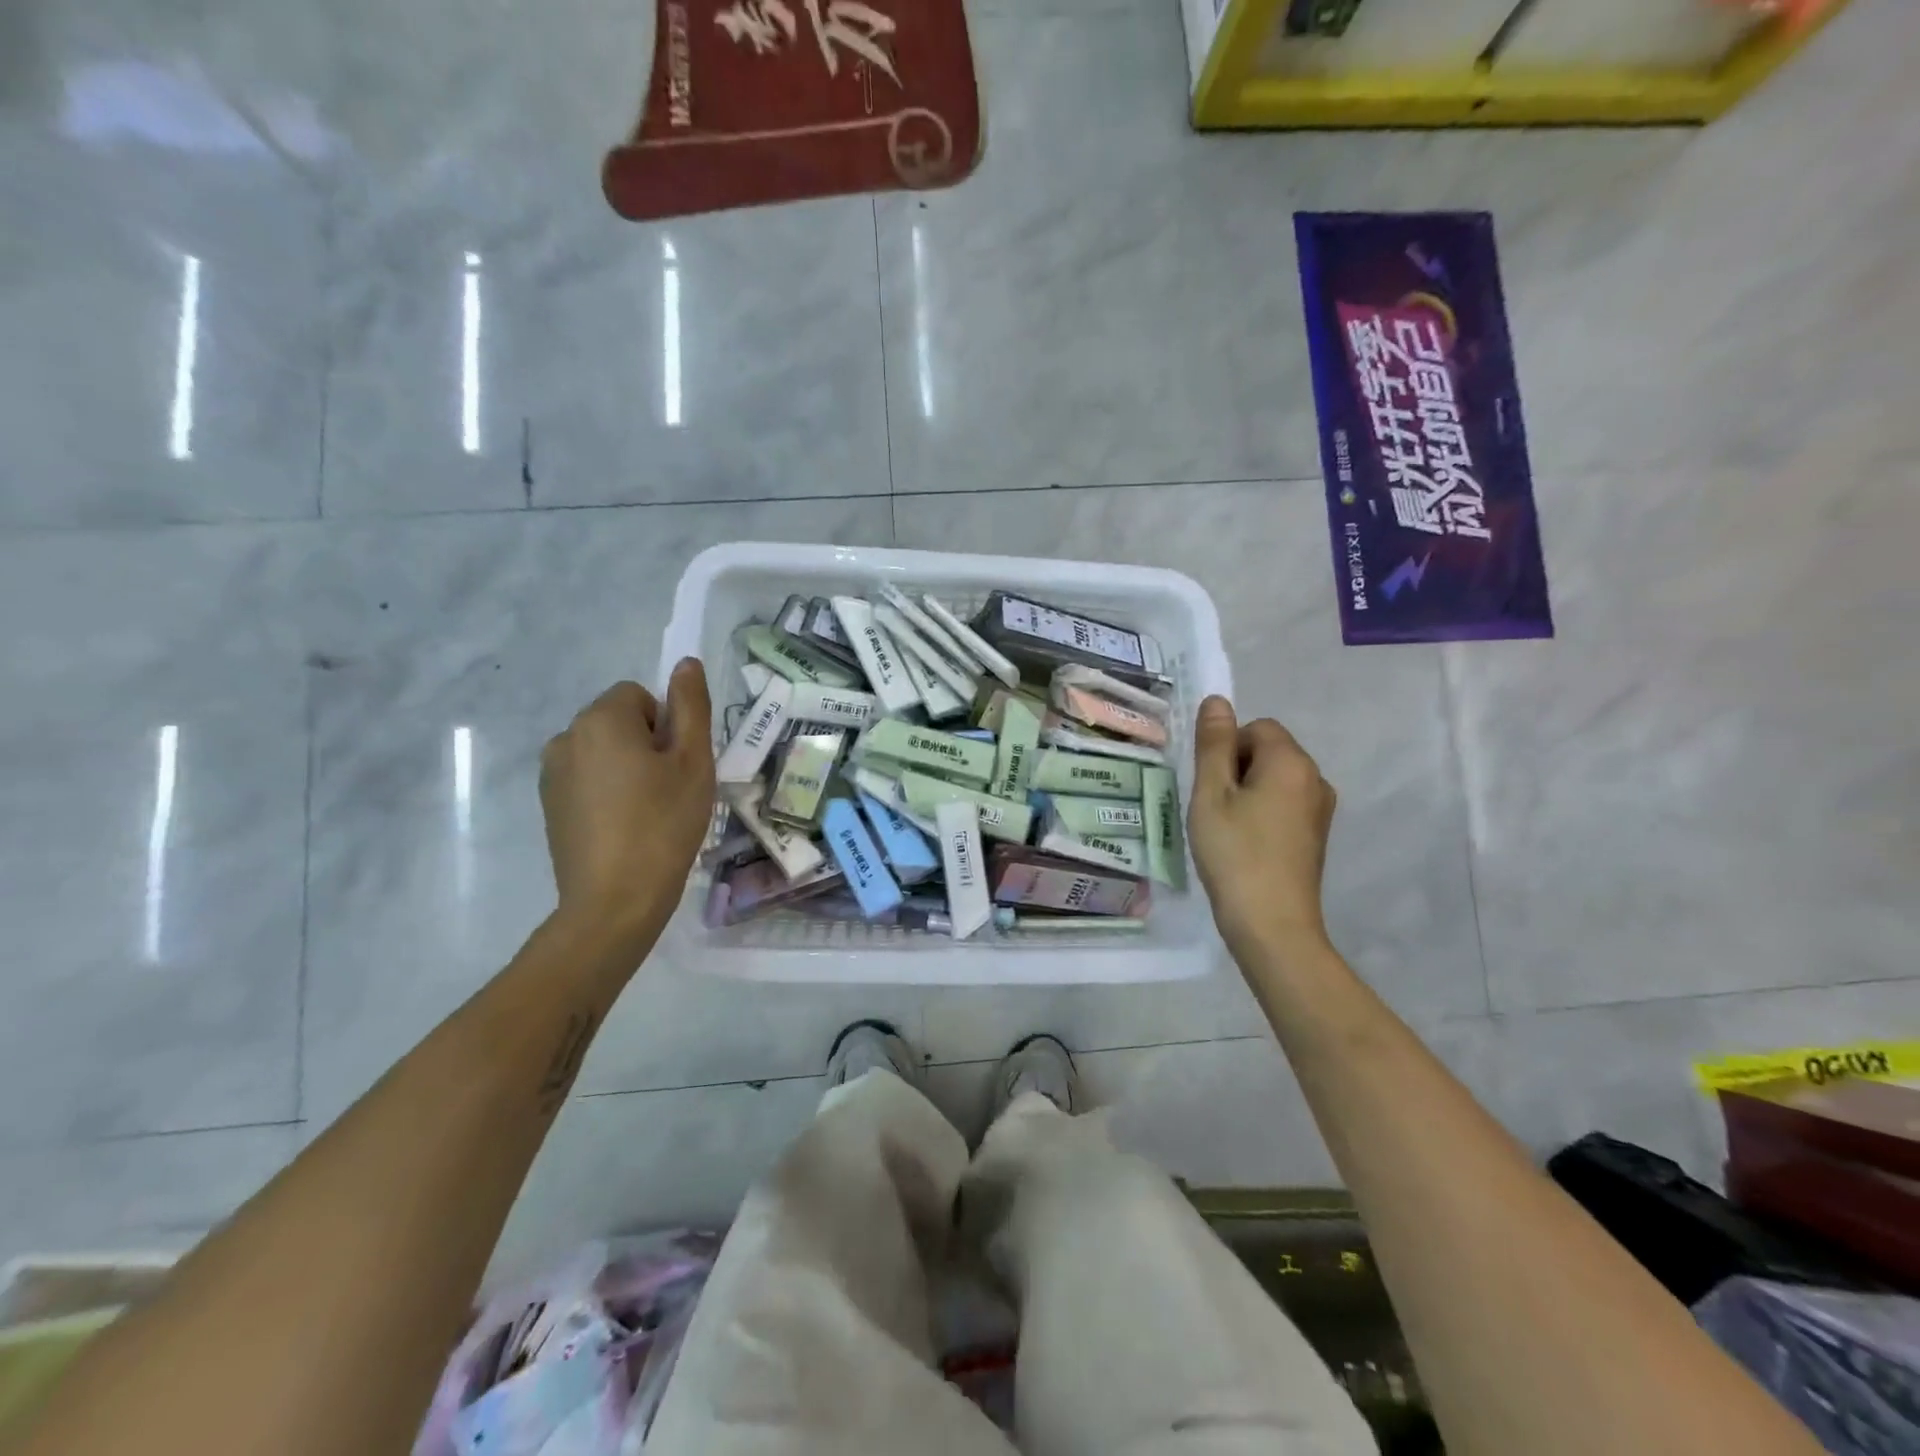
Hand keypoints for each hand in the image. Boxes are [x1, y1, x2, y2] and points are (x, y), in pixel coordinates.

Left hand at [540, 662, 714, 943]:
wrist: (615, 901)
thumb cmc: (663, 824)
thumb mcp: (694, 762)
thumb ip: (691, 706)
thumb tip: (686, 663)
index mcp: (600, 719)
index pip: (640, 696)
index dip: (668, 727)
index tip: (678, 766)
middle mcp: (566, 737)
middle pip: (619, 721)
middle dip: (647, 745)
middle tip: (670, 790)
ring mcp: (551, 774)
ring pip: (604, 752)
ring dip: (628, 769)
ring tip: (649, 812)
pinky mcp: (549, 806)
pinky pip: (588, 780)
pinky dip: (608, 793)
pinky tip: (625, 828)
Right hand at [1188, 695, 1336, 963]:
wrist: (1272, 925)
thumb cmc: (1234, 853)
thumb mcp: (1211, 794)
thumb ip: (1214, 744)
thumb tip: (1217, 701)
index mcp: (1291, 762)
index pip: (1256, 727)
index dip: (1226, 749)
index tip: (1211, 786)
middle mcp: (1315, 778)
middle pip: (1268, 751)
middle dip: (1236, 769)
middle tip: (1214, 809)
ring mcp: (1320, 809)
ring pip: (1275, 780)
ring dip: (1247, 793)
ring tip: (1226, 829)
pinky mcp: (1316, 835)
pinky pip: (1284, 804)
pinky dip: (1262, 813)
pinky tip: (1245, 844)